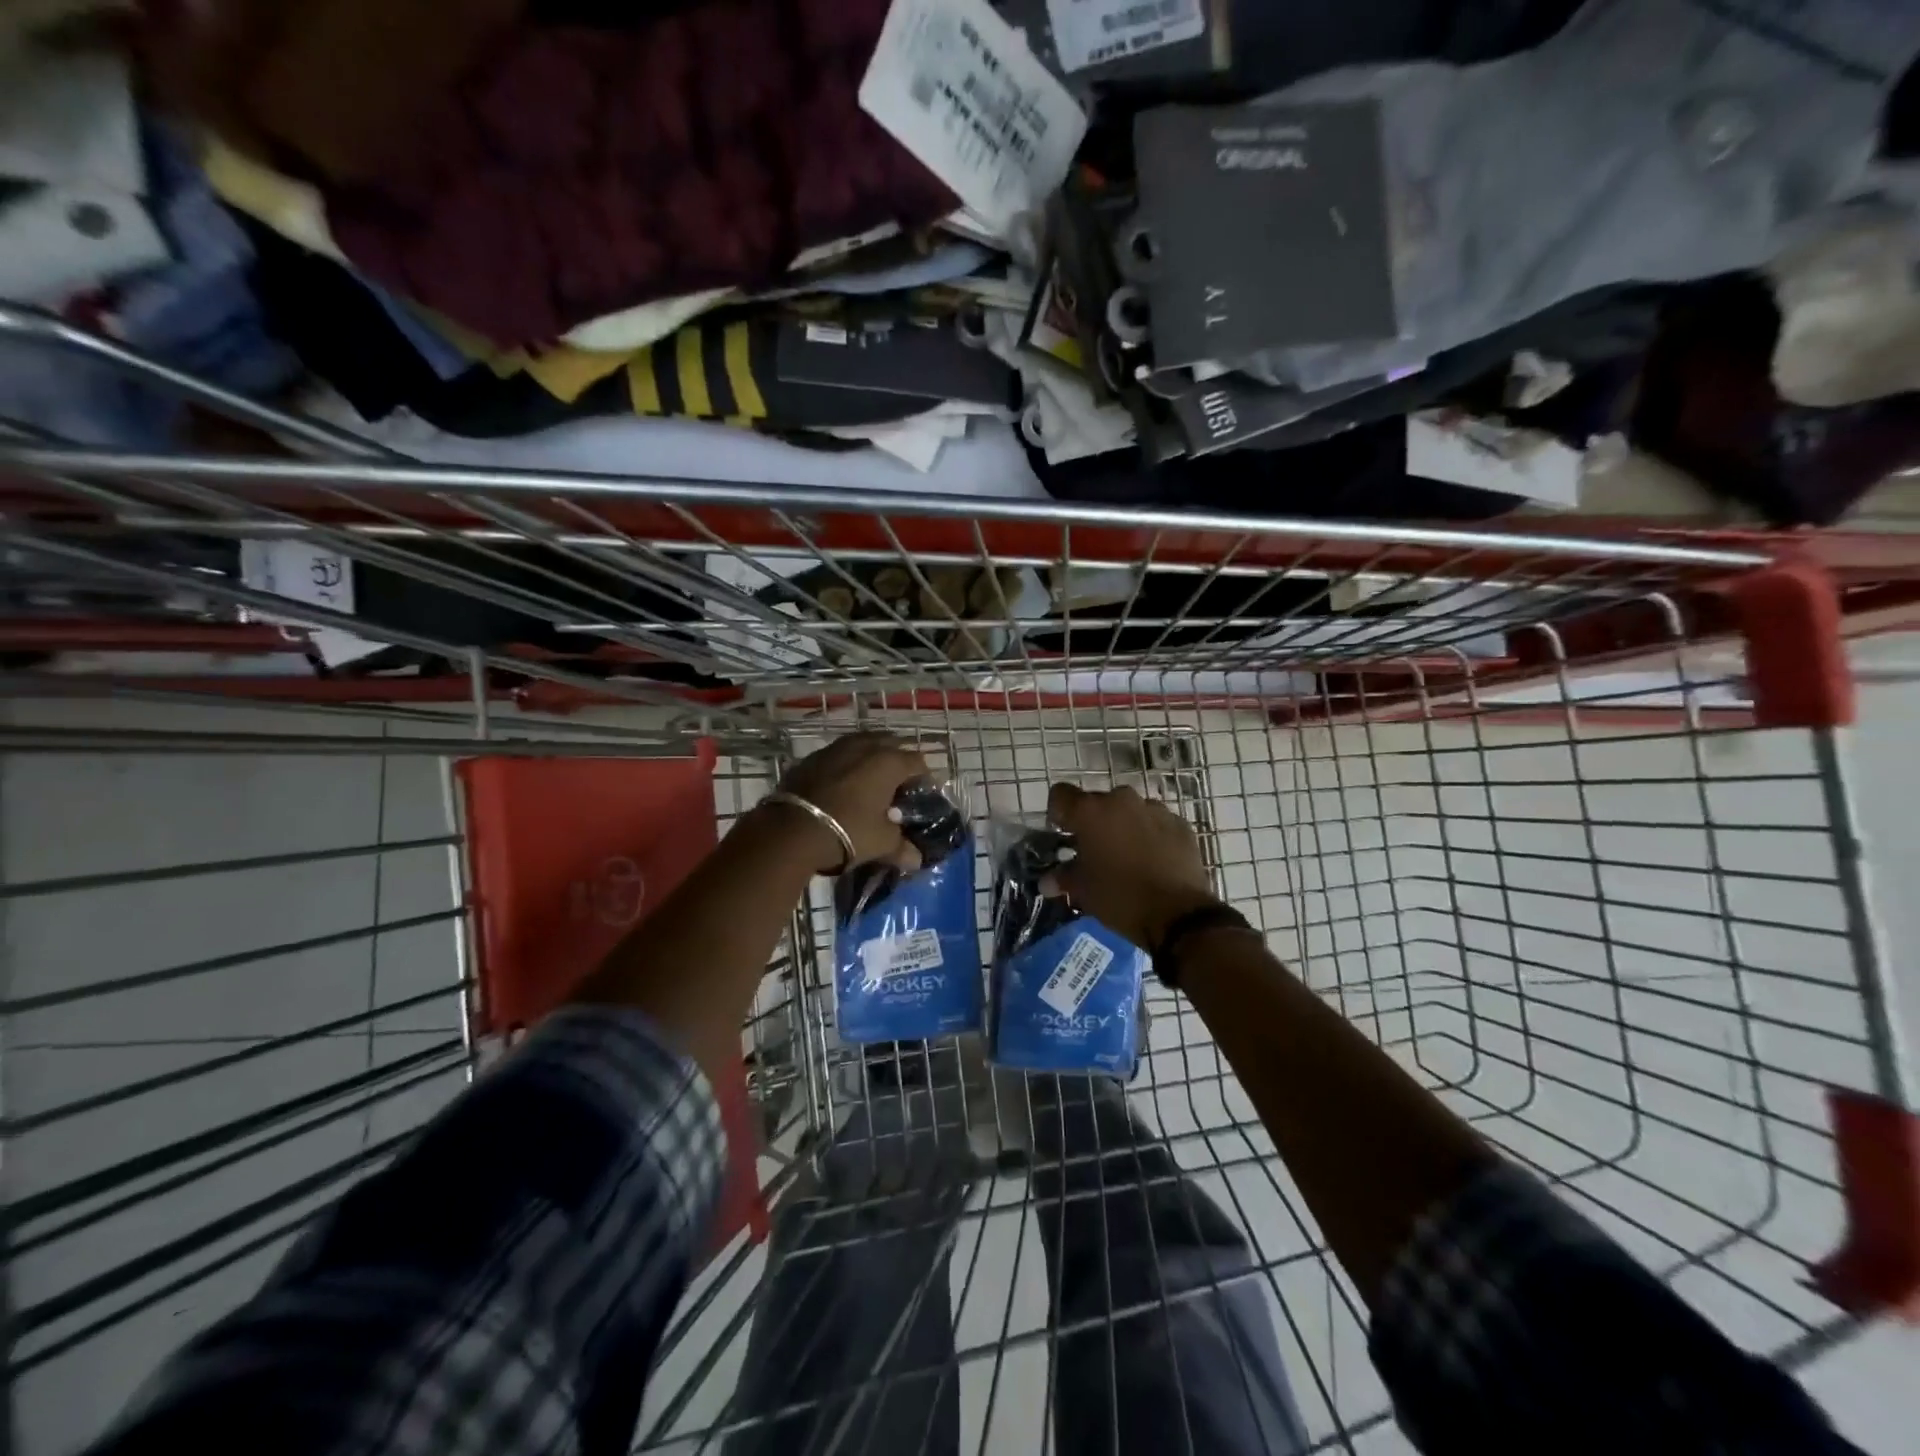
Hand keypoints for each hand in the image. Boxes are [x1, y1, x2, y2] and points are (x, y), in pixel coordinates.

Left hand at [770, 731, 931, 873]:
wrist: (791, 830)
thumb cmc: (848, 831)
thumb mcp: (881, 843)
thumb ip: (902, 847)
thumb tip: (916, 859)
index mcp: (889, 762)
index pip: (918, 762)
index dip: (924, 779)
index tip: (921, 796)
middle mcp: (865, 746)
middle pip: (891, 744)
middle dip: (898, 761)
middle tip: (897, 787)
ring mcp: (836, 748)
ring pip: (862, 744)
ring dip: (870, 758)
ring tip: (870, 783)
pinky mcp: (811, 757)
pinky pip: (838, 755)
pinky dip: (845, 765)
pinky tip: (842, 786)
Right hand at [1048, 782, 1220, 949]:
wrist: (1178, 915)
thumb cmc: (1120, 898)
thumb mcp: (1083, 891)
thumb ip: (1063, 878)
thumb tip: (1047, 882)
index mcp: (1090, 811)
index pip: (1061, 795)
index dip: (1058, 813)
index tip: (1063, 834)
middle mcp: (1121, 800)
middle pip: (1098, 803)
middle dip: (1093, 823)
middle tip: (1095, 851)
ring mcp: (1155, 809)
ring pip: (1129, 811)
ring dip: (1124, 827)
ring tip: (1127, 856)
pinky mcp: (1180, 824)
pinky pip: (1156, 823)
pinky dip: (1150, 835)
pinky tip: (1153, 861)